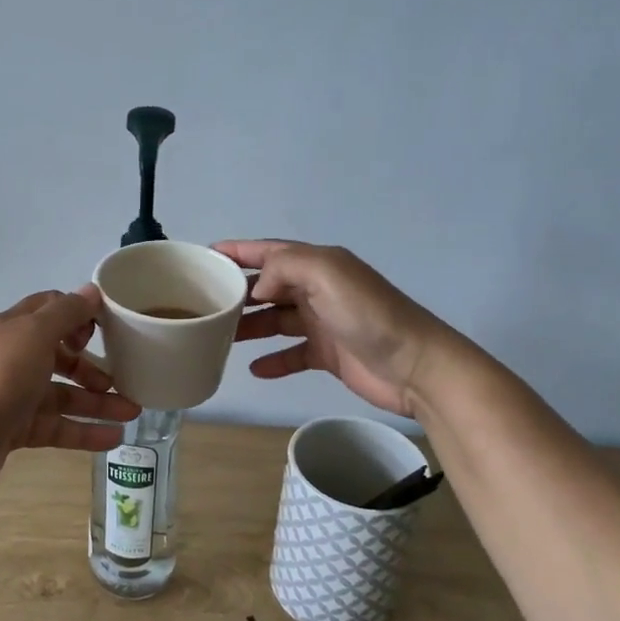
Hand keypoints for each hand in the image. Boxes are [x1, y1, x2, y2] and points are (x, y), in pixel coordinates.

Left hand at [0, 285, 140, 497]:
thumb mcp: (36, 334)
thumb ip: (67, 312)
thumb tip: (92, 290)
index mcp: (14, 328)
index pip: (50, 309)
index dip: (79, 315)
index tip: (107, 328)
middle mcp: (13, 358)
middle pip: (60, 355)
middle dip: (93, 365)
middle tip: (121, 376)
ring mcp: (14, 395)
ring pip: (63, 394)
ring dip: (98, 402)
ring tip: (132, 412)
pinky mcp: (16, 429)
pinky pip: (57, 426)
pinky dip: (85, 431)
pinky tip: (114, 438)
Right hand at [218, 240, 456, 416]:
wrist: (416, 366)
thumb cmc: (369, 315)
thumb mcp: (327, 274)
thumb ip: (286, 267)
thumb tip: (257, 287)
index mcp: (318, 264)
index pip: (269, 251)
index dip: (238, 251)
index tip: (204, 257)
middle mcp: (318, 289)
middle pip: (268, 287)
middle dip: (237, 292)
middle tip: (203, 305)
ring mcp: (323, 323)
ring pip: (275, 320)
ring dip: (249, 327)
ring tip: (218, 337)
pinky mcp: (328, 355)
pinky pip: (292, 354)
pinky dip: (273, 360)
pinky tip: (254, 369)